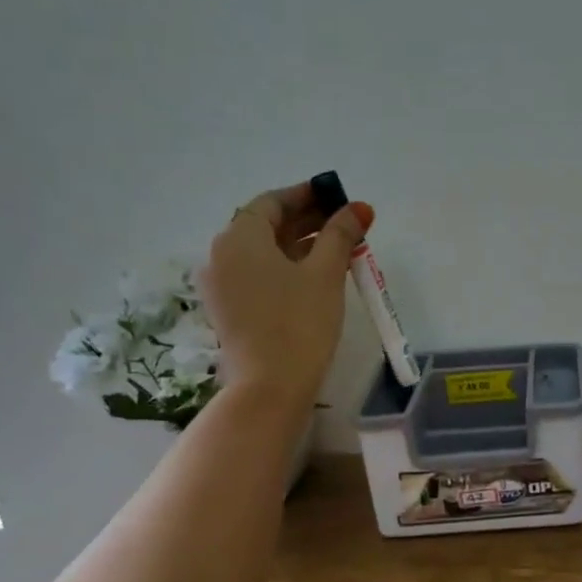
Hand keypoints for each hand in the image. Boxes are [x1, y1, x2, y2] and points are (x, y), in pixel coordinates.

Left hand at [198, 183, 372, 402]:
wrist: (270, 386)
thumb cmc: (299, 322)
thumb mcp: (325, 273)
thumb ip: (341, 235)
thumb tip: (359, 207)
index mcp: (239, 239)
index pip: (271, 203)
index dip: (305, 195)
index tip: (335, 196)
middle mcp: (222, 256)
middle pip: (265, 226)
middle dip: (306, 220)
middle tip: (344, 222)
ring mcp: (223, 286)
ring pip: (263, 253)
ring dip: (299, 245)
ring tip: (338, 248)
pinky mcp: (231, 310)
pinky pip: (259, 275)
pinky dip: (286, 267)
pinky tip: (316, 275)